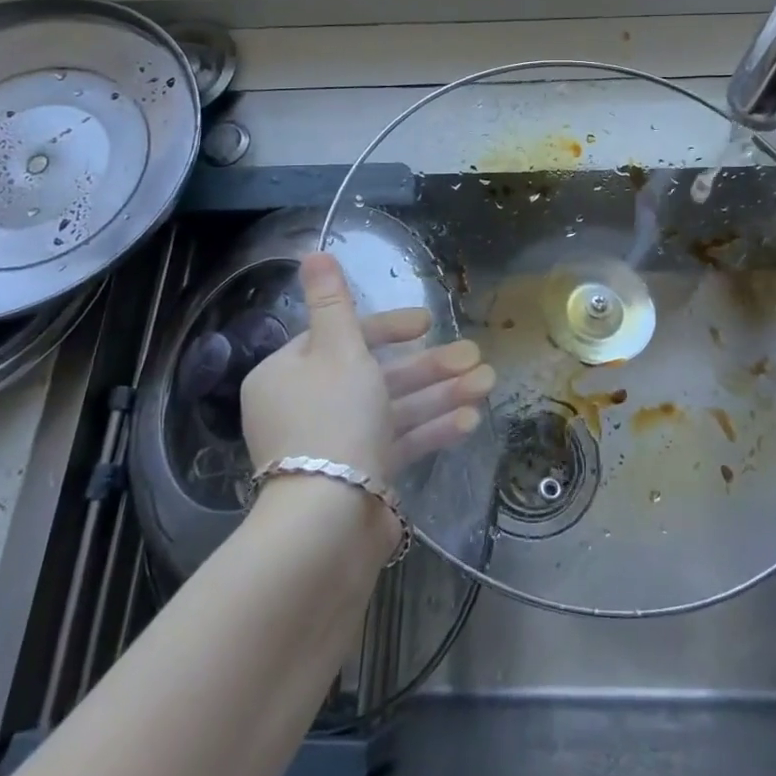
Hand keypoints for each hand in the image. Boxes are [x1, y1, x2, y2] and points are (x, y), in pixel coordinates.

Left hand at [241, 253, 494, 485]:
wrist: (329, 524)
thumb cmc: (334, 419)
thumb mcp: (338, 349)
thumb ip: (333, 301)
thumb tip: (313, 251)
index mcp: (288, 374)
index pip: (343, 338)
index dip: (389, 328)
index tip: (426, 323)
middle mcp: (306, 407)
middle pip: (375, 374)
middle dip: (428, 365)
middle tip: (474, 355)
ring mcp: (334, 445)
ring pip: (393, 408)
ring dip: (440, 394)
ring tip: (487, 383)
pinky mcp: (359, 477)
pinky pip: (397, 443)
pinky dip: (430, 429)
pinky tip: (470, 419)